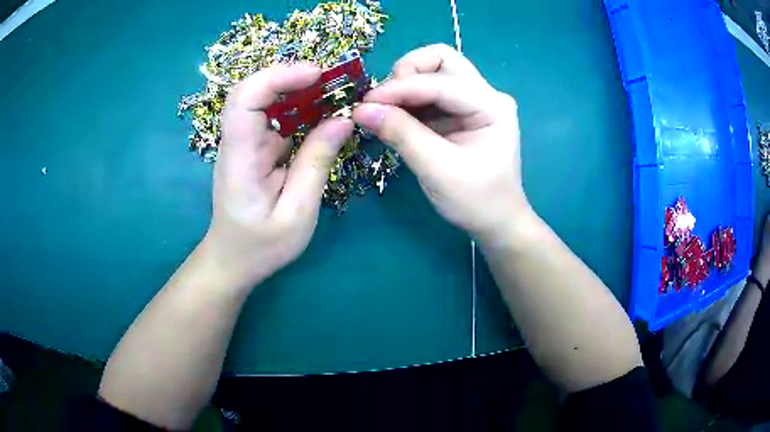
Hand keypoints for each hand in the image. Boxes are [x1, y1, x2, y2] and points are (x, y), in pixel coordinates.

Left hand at [201, 64, 352, 291]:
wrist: (234, 260)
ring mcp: (246, 143)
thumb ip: (316, 164)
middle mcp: (238, 142)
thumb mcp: (297, 213)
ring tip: (339, 93)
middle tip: (337, 82)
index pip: (245, 99)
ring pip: (268, 101)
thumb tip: (343, 120)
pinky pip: (278, 118)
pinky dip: (303, 110)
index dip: (278, 77)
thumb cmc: (261, 246)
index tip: (317, 75)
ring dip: (303, 91)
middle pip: (256, 91)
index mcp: (239, 157)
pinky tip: (326, 115)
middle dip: (295, 78)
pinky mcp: (257, 148)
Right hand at [352, 44, 530, 242]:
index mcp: (492, 106)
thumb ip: (401, 135)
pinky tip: (395, 118)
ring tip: (384, 112)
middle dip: (407, 73)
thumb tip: (360, 109)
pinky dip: (408, 100)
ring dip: (405, 86)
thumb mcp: (438, 170)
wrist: (496, 222)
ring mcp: (474, 101)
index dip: (401, 88)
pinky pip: (429, 93)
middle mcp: (486, 95)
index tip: (365, 103)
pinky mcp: (460, 112)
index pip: (442, 82)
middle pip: (442, 60)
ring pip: (433, 72)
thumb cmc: (476, 201)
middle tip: (383, 101)